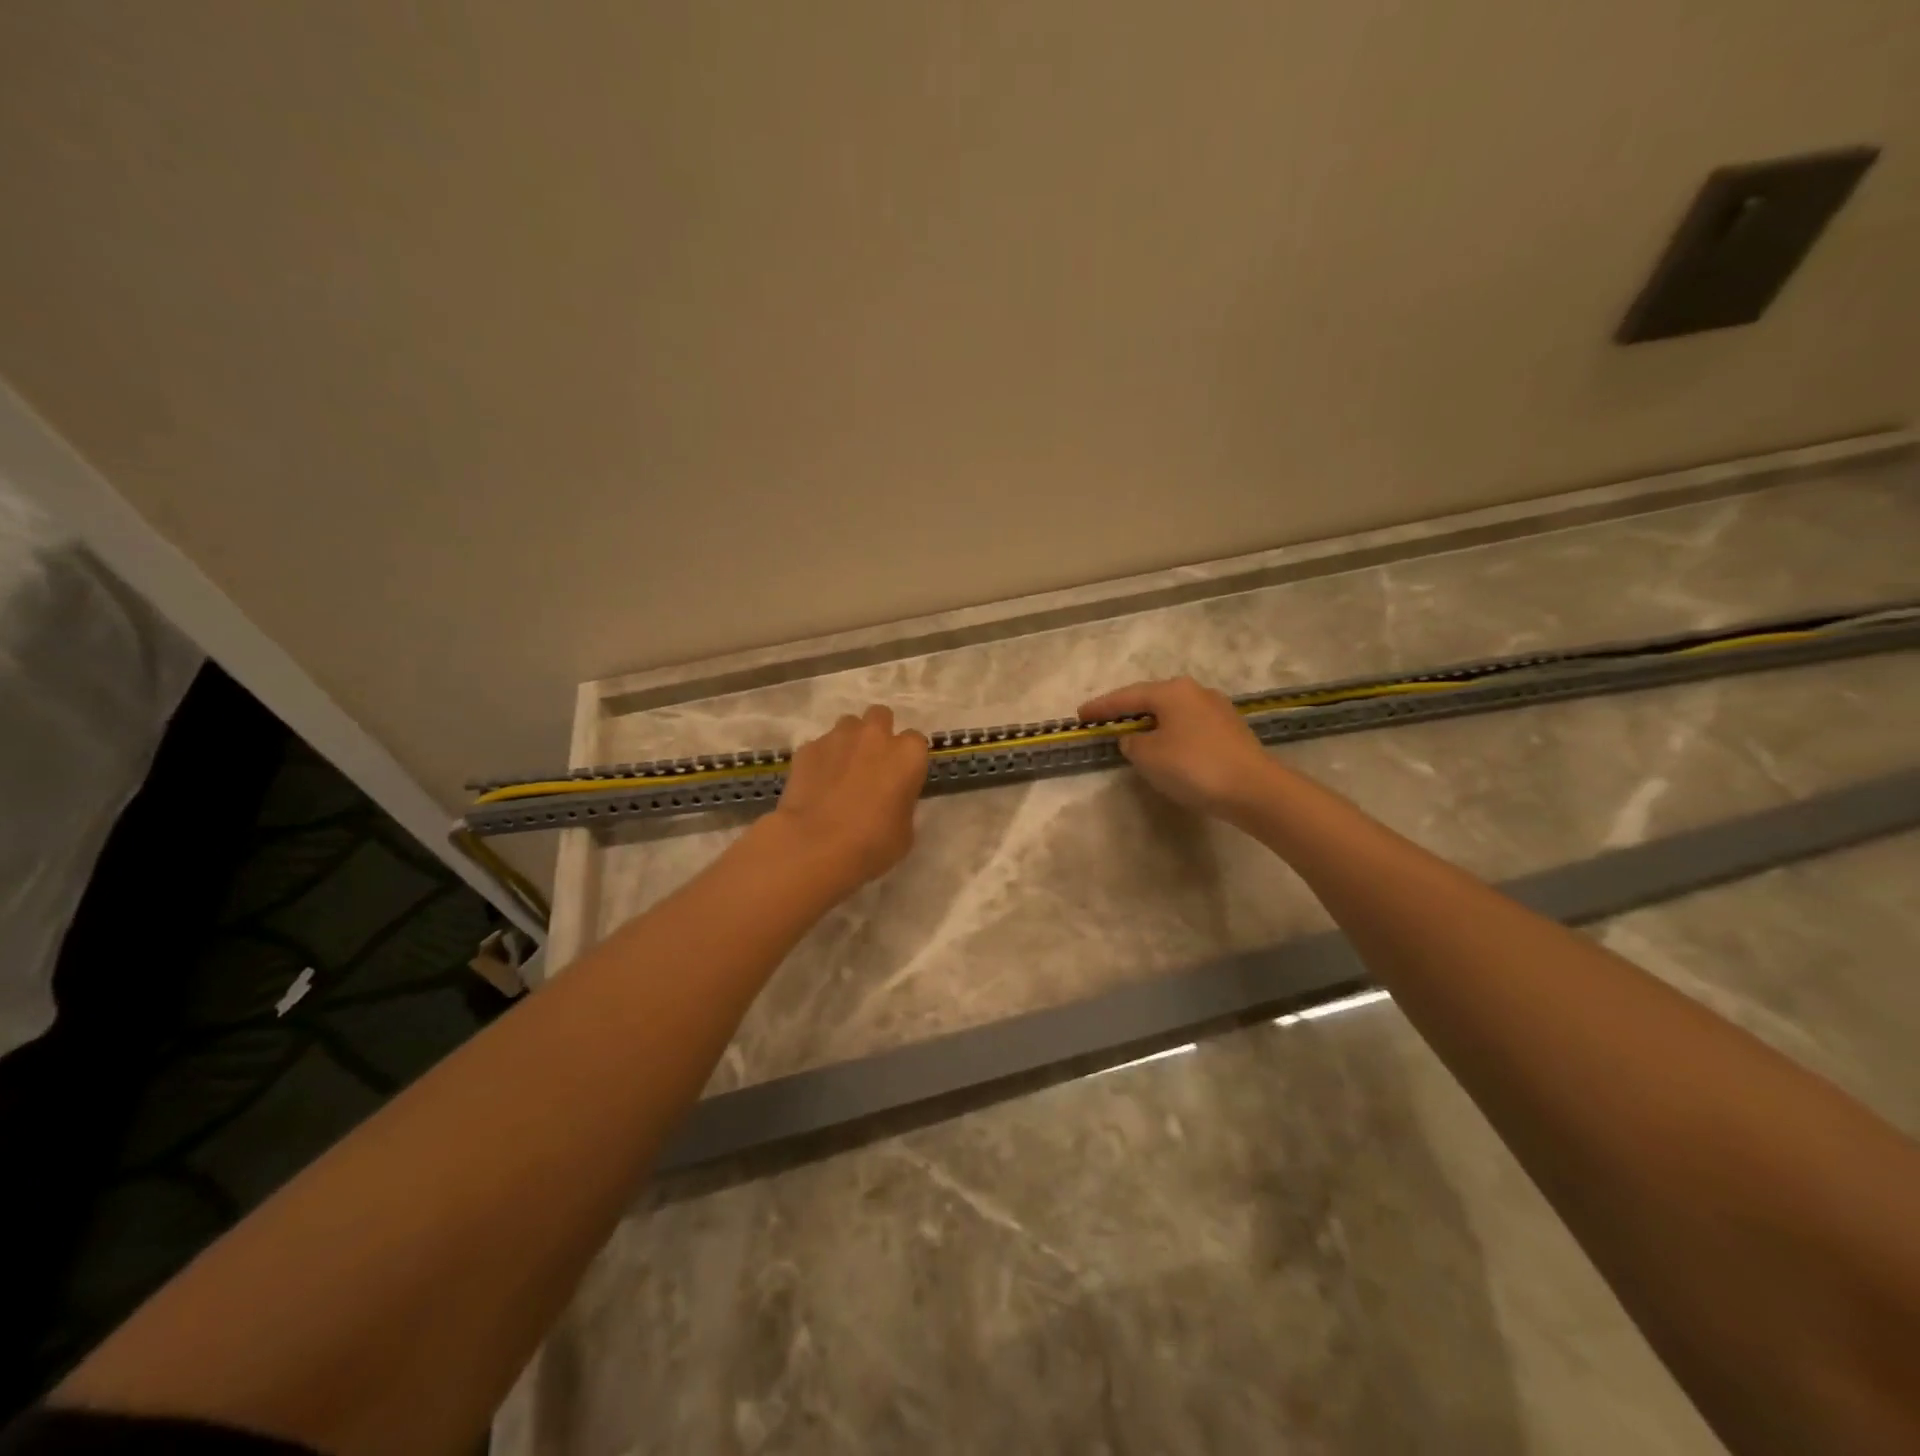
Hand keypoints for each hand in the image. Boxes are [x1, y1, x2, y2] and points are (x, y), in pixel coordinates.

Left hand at [767, 705, 929, 892]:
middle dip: (878, 734)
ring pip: (847, 726)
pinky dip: (821, 760)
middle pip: (880, 717)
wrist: (815, 846)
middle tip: (872, 765)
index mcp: (908, 755)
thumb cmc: (872, 843)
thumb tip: (891, 801)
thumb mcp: (904, 832)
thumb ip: (902, 805)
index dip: (907, 760)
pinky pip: (819, 747)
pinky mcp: (807, 749)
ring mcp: (837, 738)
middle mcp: (875, 736)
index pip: (916, 742)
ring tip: (841, 773)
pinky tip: (815, 785)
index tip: (901, 779)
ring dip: (849, 742)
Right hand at [1078, 677, 1278, 821]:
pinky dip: (1172, 734)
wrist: (1254, 789)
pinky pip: (1189, 727)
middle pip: (1152, 699)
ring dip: (1152, 724)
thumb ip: (1132, 743)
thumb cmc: (1193, 766)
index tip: (1080, 715)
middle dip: (1128, 711)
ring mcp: (1217, 709)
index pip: (1126, 696)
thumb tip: (1135, 738)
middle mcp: (1195, 691)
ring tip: (1135, 737)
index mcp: (1171, 691)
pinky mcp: (1231, 730)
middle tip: (1105, 722)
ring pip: (1173, 713)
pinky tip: (1167, 748)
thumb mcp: (1148, 756)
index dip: (1101, 707)